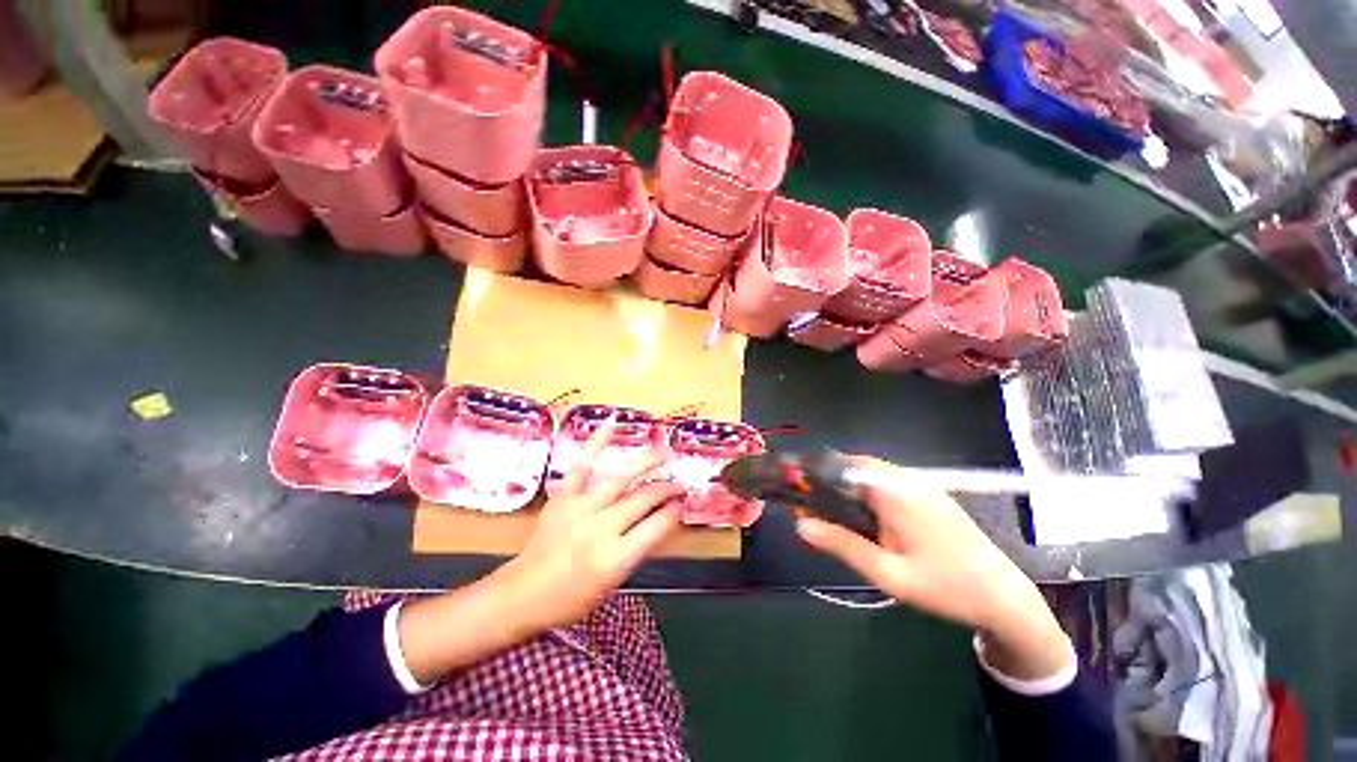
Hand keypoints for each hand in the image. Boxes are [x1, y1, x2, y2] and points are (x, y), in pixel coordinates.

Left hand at [493, 417, 684, 636]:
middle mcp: (600, 529)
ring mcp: (580, 509)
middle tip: (679, 483)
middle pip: (643, 499)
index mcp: (615, 558)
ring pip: (621, 478)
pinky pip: (583, 466)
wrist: (521, 595)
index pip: (656, 526)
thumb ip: (637, 549)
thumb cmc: (571, 599)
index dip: (674, 511)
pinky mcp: (563, 497)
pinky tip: (612, 424)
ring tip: (665, 453)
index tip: (682, 503)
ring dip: (648, 462)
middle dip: (667, 488)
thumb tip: (661, 519)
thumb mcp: (612, 583)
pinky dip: (597, 443)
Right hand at [796, 460, 1071, 680]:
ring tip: (832, 515)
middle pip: (855, 465)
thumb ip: (843, 544)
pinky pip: (887, 482)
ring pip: (870, 473)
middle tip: (812, 509)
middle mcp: (907, 479)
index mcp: (896, 492)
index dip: (816, 474)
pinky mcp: (928, 494)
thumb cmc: (945, 587)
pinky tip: (864, 518)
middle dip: (828, 481)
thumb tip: (801, 524)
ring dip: (846, 486)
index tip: (797, 493)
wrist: (1004, 598)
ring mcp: (921, 485)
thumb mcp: (888, 573)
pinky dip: (865, 492)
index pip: (844, 465)